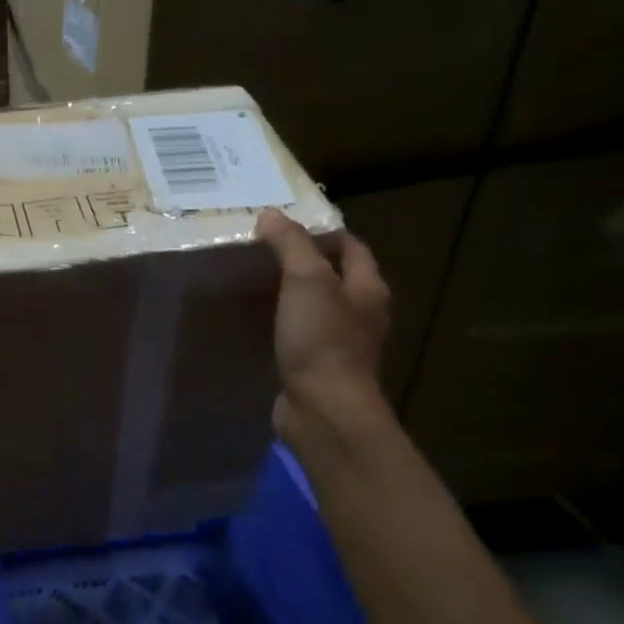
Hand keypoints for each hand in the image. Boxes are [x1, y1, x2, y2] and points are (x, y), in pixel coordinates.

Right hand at [255, 209, 392, 436]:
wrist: (323, 408)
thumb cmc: (321, 339)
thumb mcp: (306, 280)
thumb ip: (291, 244)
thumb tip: (270, 214)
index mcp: (367, 288)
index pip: (351, 246)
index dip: (322, 232)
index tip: (283, 227)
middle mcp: (362, 314)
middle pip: (336, 277)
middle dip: (305, 263)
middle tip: (263, 252)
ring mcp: (342, 344)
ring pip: (317, 307)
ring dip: (292, 295)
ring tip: (255, 283)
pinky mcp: (320, 368)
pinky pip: (302, 336)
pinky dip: (283, 325)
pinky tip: (258, 323)